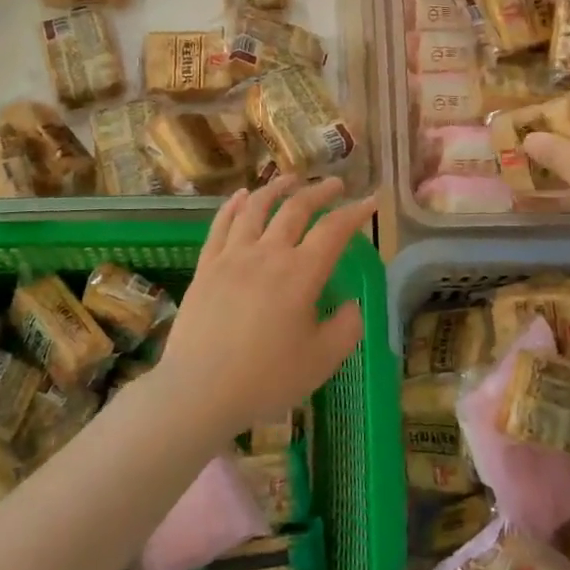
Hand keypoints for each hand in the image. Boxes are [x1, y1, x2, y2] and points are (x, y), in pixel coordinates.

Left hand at [156, 175, 376, 442]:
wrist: (200, 390)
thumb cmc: (267, 378)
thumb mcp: (322, 360)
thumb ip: (346, 328)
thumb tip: (351, 304)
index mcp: (301, 273)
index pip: (334, 230)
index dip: (355, 213)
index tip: (369, 201)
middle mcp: (268, 253)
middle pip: (296, 209)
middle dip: (319, 192)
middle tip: (334, 184)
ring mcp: (233, 256)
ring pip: (257, 208)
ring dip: (277, 188)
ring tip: (290, 179)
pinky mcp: (207, 266)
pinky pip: (222, 224)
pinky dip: (234, 204)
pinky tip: (242, 195)